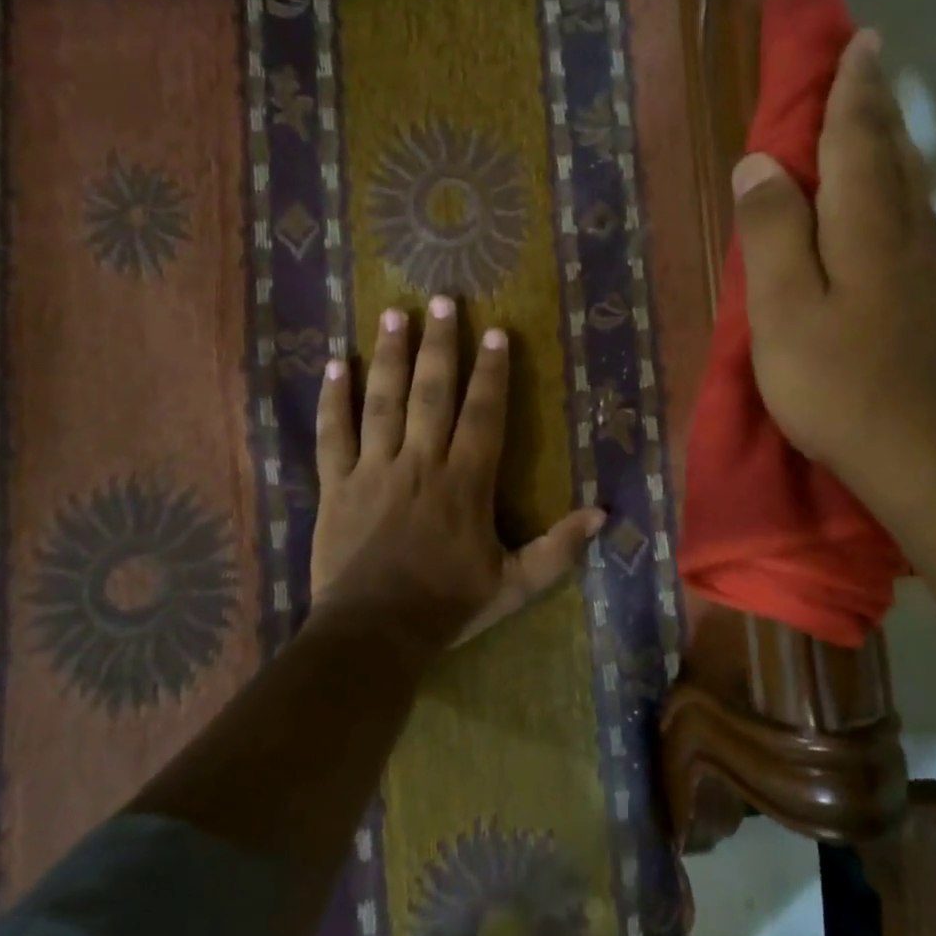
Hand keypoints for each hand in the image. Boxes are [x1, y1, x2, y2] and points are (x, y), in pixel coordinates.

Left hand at [309, 296, 604, 649]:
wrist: (373, 634)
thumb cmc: (447, 606)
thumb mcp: (515, 584)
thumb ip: (558, 548)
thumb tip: (603, 514)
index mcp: (465, 482)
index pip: (483, 415)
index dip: (491, 372)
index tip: (495, 333)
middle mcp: (420, 462)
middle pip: (430, 393)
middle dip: (439, 345)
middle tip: (441, 301)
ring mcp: (374, 470)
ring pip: (382, 402)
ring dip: (389, 356)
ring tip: (393, 315)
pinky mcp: (336, 484)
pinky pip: (333, 434)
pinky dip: (333, 399)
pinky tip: (336, 364)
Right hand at [732, 29, 935, 523]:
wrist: (932, 458)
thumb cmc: (842, 385)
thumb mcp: (785, 310)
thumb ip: (771, 231)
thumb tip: (757, 164)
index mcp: (868, 223)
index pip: (858, 135)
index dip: (853, 87)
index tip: (856, 40)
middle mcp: (908, 231)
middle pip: (893, 150)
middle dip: (875, 103)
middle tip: (865, 62)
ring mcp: (930, 268)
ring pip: (909, 184)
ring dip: (888, 142)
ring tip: (870, 117)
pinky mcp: (934, 301)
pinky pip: (911, 219)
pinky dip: (894, 188)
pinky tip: (886, 201)